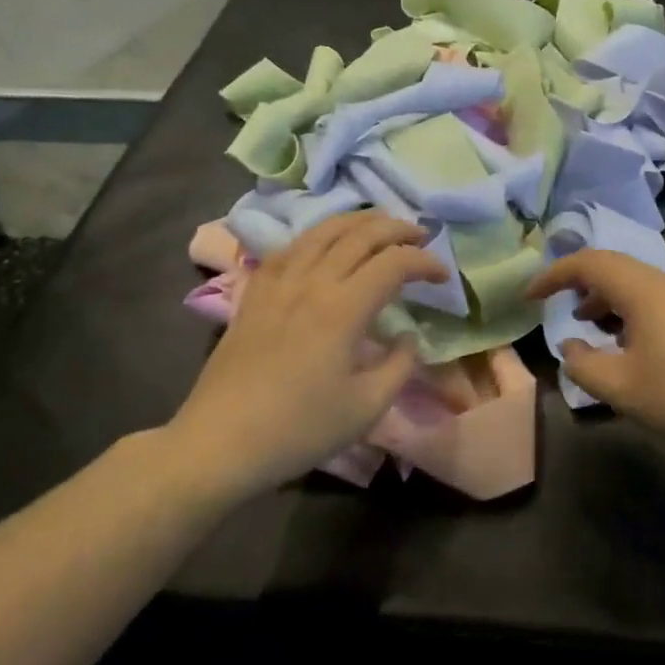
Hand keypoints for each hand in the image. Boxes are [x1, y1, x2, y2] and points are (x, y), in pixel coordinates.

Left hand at [170, 211, 446, 499]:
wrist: (220, 442)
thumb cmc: (299, 430)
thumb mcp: (366, 408)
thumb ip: (399, 366)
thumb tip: (408, 337)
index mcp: (342, 309)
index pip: (393, 263)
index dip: (425, 262)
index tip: (443, 277)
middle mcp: (311, 282)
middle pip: (360, 234)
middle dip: (397, 228)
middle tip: (421, 236)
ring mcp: (278, 283)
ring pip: (322, 231)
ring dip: (358, 222)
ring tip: (380, 226)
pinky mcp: (254, 293)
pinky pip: (289, 247)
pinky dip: (316, 236)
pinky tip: (323, 244)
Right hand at [527, 250, 664, 453]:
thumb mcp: (622, 389)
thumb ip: (582, 365)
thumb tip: (570, 345)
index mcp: (643, 291)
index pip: (589, 263)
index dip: (554, 274)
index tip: (531, 295)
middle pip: (616, 269)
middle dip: (582, 286)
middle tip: (563, 311)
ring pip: (641, 286)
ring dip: (610, 301)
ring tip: (596, 330)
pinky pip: (662, 301)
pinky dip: (636, 313)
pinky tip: (639, 348)